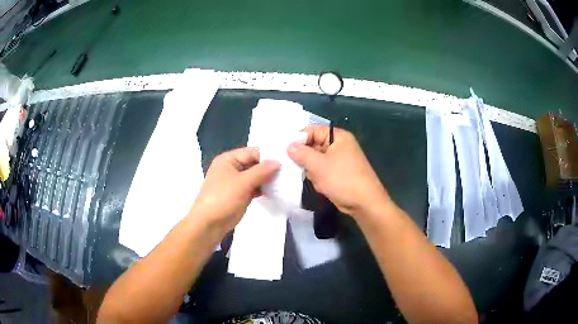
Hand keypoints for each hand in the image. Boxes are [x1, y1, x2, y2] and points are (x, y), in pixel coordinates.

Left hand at [189, 147, 279, 235]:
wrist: (209, 224)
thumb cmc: (223, 198)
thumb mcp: (243, 182)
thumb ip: (261, 171)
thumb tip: (278, 162)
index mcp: (228, 159)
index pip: (252, 152)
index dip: (268, 156)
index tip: (285, 163)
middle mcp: (232, 167)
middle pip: (254, 163)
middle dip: (269, 169)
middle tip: (287, 173)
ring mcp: (236, 182)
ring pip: (255, 176)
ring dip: (267, 179)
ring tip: (284, 182)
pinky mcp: (240, 194)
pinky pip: (254, 187)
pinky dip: (263, 189)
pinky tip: (275, 191)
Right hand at [287, 125, 390, 218]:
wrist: (364, 203)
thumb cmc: (342, 179)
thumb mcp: (318, 165)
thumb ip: (301, 153)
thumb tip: (289, 145)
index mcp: (338, 137)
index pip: (313, 130)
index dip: (300, 139)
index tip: (287, 151)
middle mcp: (339, 145)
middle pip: (313, 145)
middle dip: (307, 159)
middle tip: (301, 168)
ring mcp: (339, 160)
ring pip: (316, 160)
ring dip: (313, 171)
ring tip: (318, 180)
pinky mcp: (338, 173)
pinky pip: (322, 171)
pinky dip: (319, 178)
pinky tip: (323, 186)